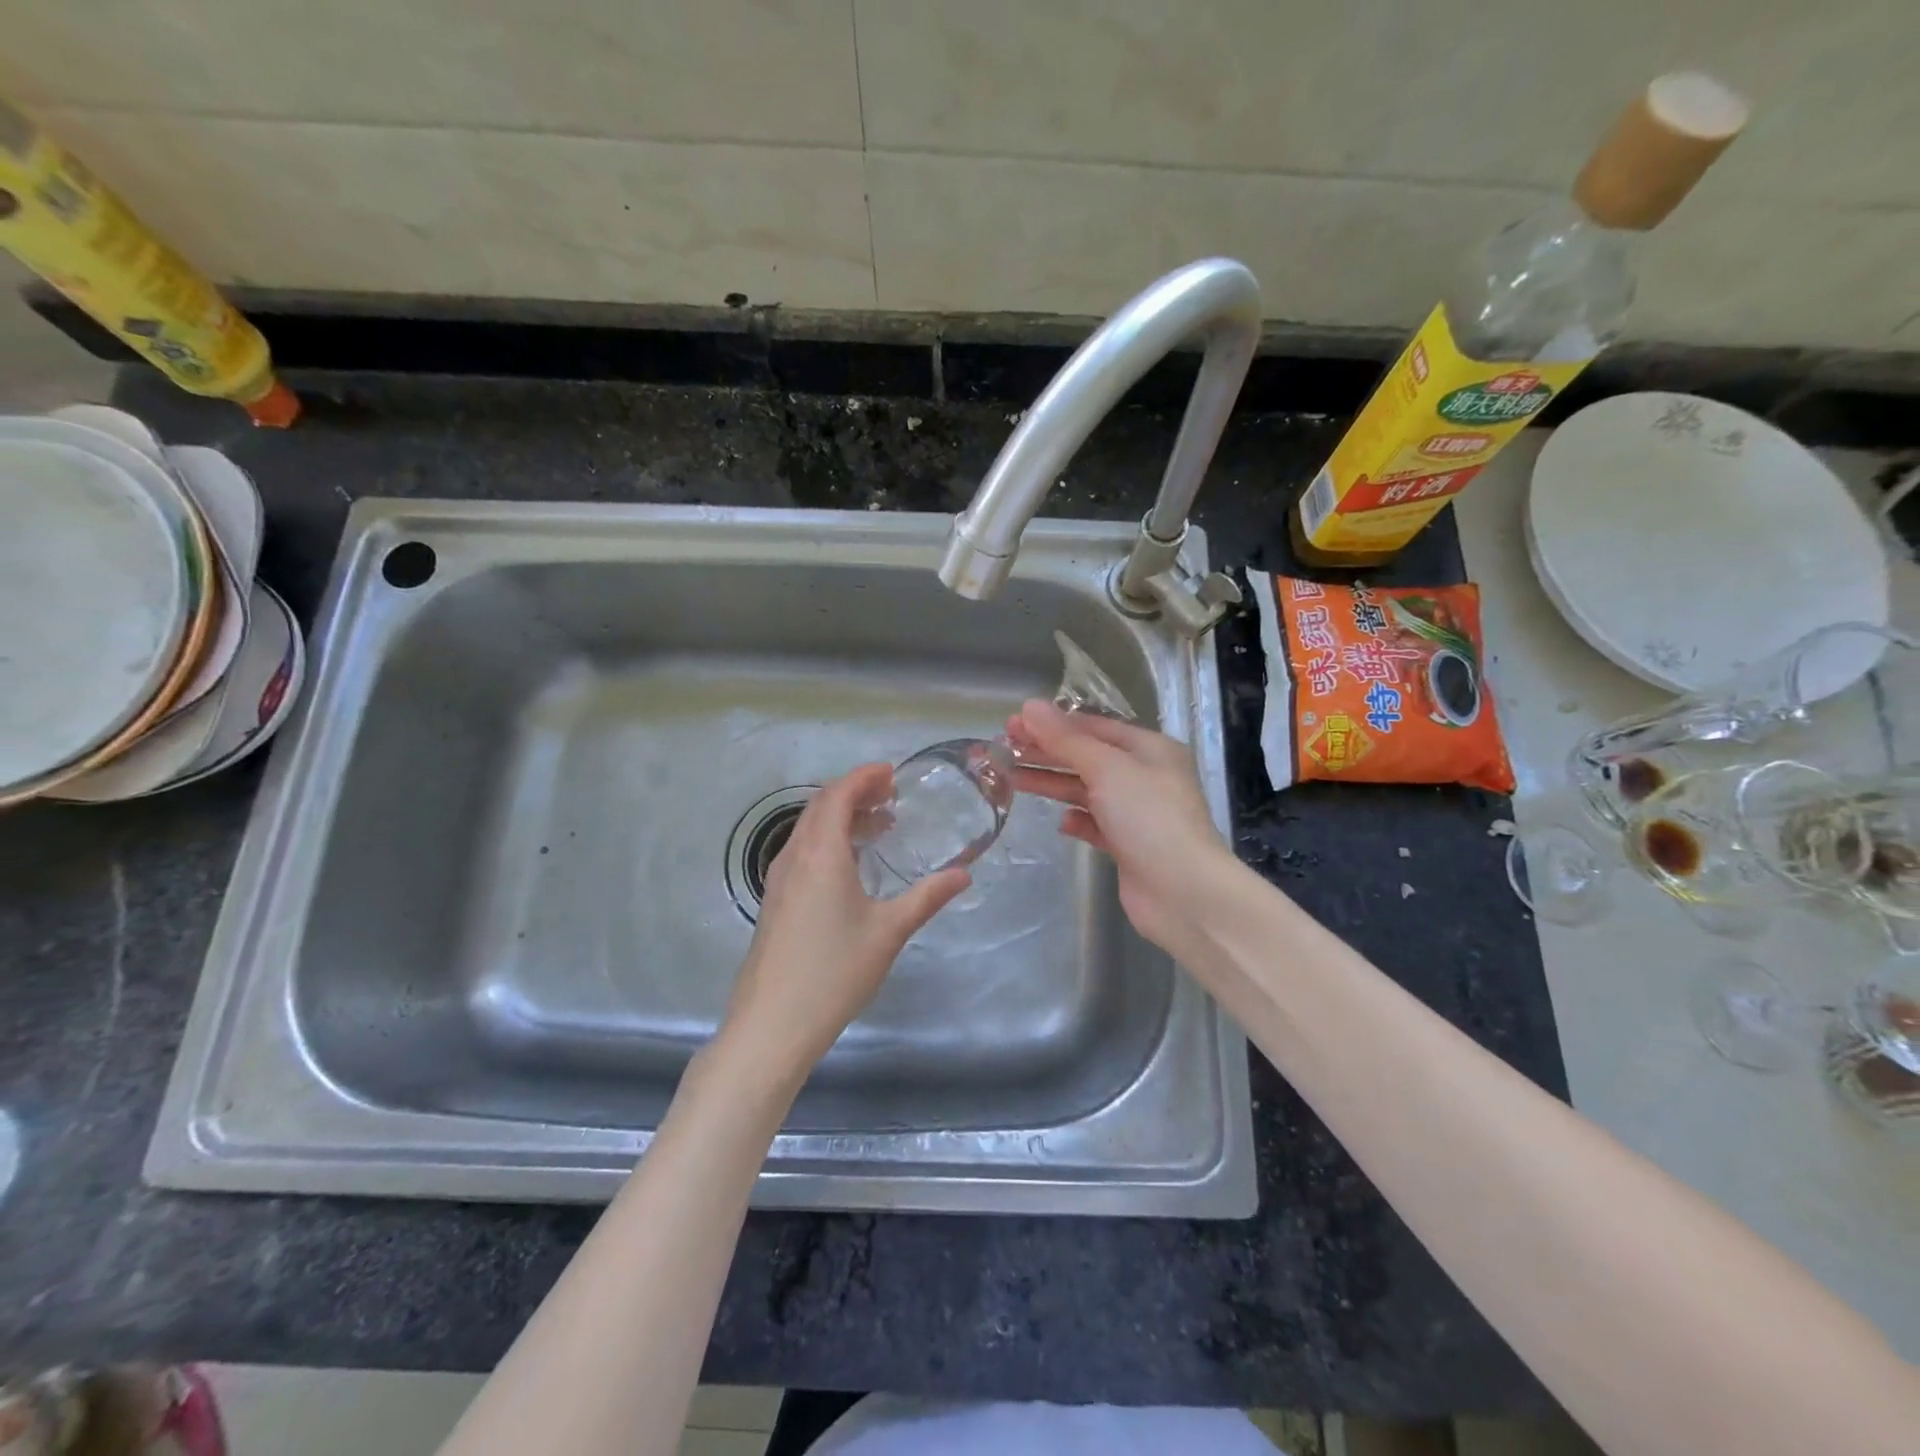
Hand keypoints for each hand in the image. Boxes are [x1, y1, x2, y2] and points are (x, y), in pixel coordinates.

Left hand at [720, 763, 970, 1080]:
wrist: (772, 1024)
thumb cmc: (834, 972)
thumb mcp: (889, 931)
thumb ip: (927, 897)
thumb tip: (963, 875)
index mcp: (821, 853)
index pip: (838, 794)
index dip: (864, 777)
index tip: (891, 773)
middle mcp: (794, 856)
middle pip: (820, 805)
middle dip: (854, 792)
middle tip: (890, 795)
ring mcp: (779, 879)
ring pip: (808, 829)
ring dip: (840, 816)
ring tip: (878, 826)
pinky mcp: (775, 900)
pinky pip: (802, 851)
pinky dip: (828, 840)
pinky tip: (851, 866)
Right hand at [1007, 699, 1235, 953]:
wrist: (1184, 893)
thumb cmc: (1149, 818)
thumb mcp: (1106, 768)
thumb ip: (1066, 739)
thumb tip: (1030, 706)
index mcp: (1149, 748)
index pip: (1093, 726)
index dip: (1052, 724)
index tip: (1013, 724)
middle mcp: (1145, 776)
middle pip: (1086, 757)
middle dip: (1045, 752)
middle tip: (1002, 750)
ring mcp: (1137, 813)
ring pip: (1086, 790)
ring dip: (1052, 784)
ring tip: (1011, 780)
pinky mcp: (1129, 846)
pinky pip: (1096, 824)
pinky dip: (1077, 820)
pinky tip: (1060, 822)